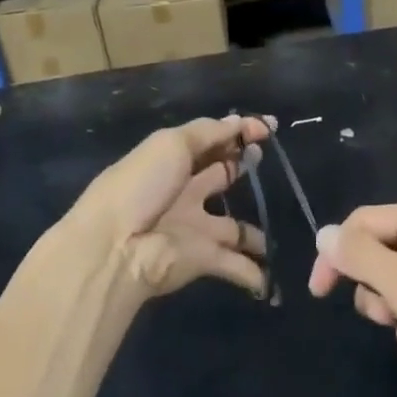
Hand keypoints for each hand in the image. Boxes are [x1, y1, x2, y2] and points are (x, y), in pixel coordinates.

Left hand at [69, 115, 274, 300]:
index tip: (268, 129)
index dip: (237, 132)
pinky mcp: (202, 259)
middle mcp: (185, 191)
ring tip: (279, 225)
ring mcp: (194, 227)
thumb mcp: (172, 144)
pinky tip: (272, 273)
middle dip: (243, 167)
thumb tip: (242, 122)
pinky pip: (234, 265)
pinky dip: (254, 273)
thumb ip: (210, 133)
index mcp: (173, 160)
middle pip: (220, 176)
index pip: (210, 140)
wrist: (116, 247)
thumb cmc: (142, 185)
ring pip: (233, 228)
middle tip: (265, 158)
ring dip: (254, 233)